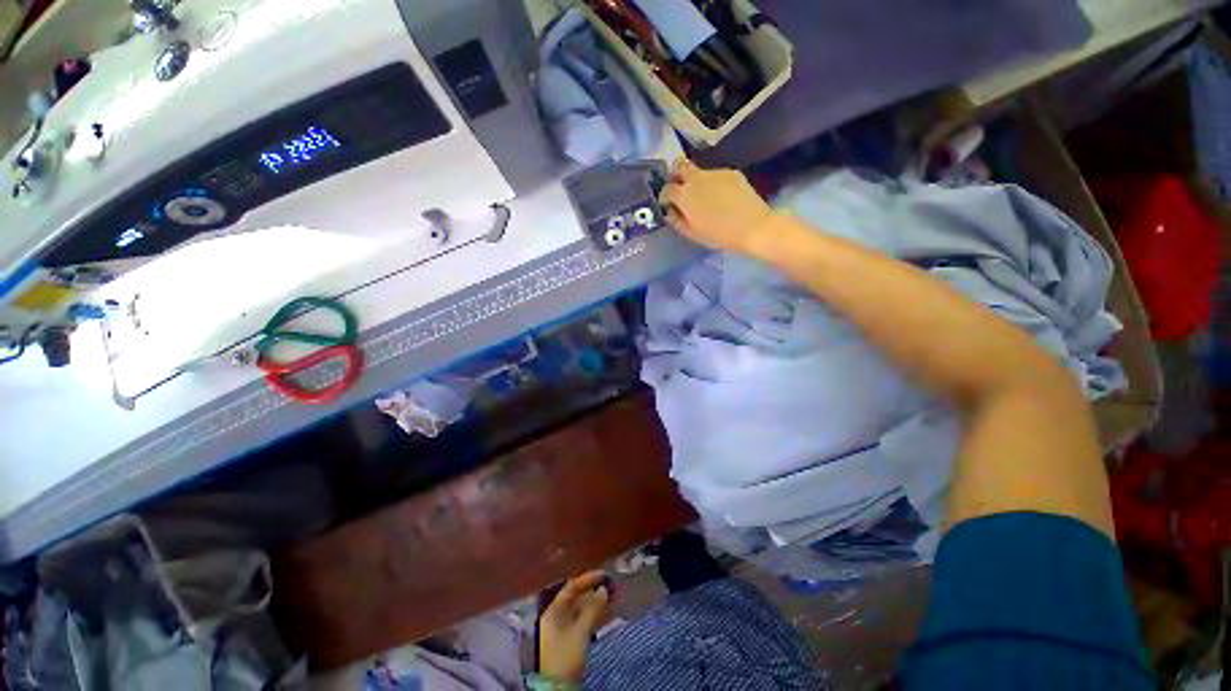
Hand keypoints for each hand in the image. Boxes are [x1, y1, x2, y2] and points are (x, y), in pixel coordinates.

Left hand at [539, 571, 611, 682]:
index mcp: (553, 612)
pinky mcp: (570, 643)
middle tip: (612, 586)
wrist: (556, 690)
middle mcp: (557, 618)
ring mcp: (563, 631)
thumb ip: (592, 609)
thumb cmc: (565, 656)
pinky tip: (609, 614)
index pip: (571, 588)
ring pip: (582, 612)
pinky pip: (584, 624)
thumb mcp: (580, 632)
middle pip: (577, 600)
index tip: (603, 574)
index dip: (587, 579)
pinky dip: (596, 618)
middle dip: (595, 593)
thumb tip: (603, 589)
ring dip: (598, 605)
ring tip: (616, 598)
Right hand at [662, 159, 777, 253]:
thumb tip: (670, 211)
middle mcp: (697, 178)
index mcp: (685, 195)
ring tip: (706, 198)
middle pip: (680, 166)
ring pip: (699, 172)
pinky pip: (716, 176)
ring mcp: (716, 172)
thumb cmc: (719, 235)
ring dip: (697, 182)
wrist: (754, 227)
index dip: (665, 196)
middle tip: (680, 189)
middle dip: (676, 175)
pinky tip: (723, 198)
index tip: (668, 204)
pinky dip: (714, 184)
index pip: (667, 189)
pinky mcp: (731, 173)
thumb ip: (677, 220)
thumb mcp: (693, 234)